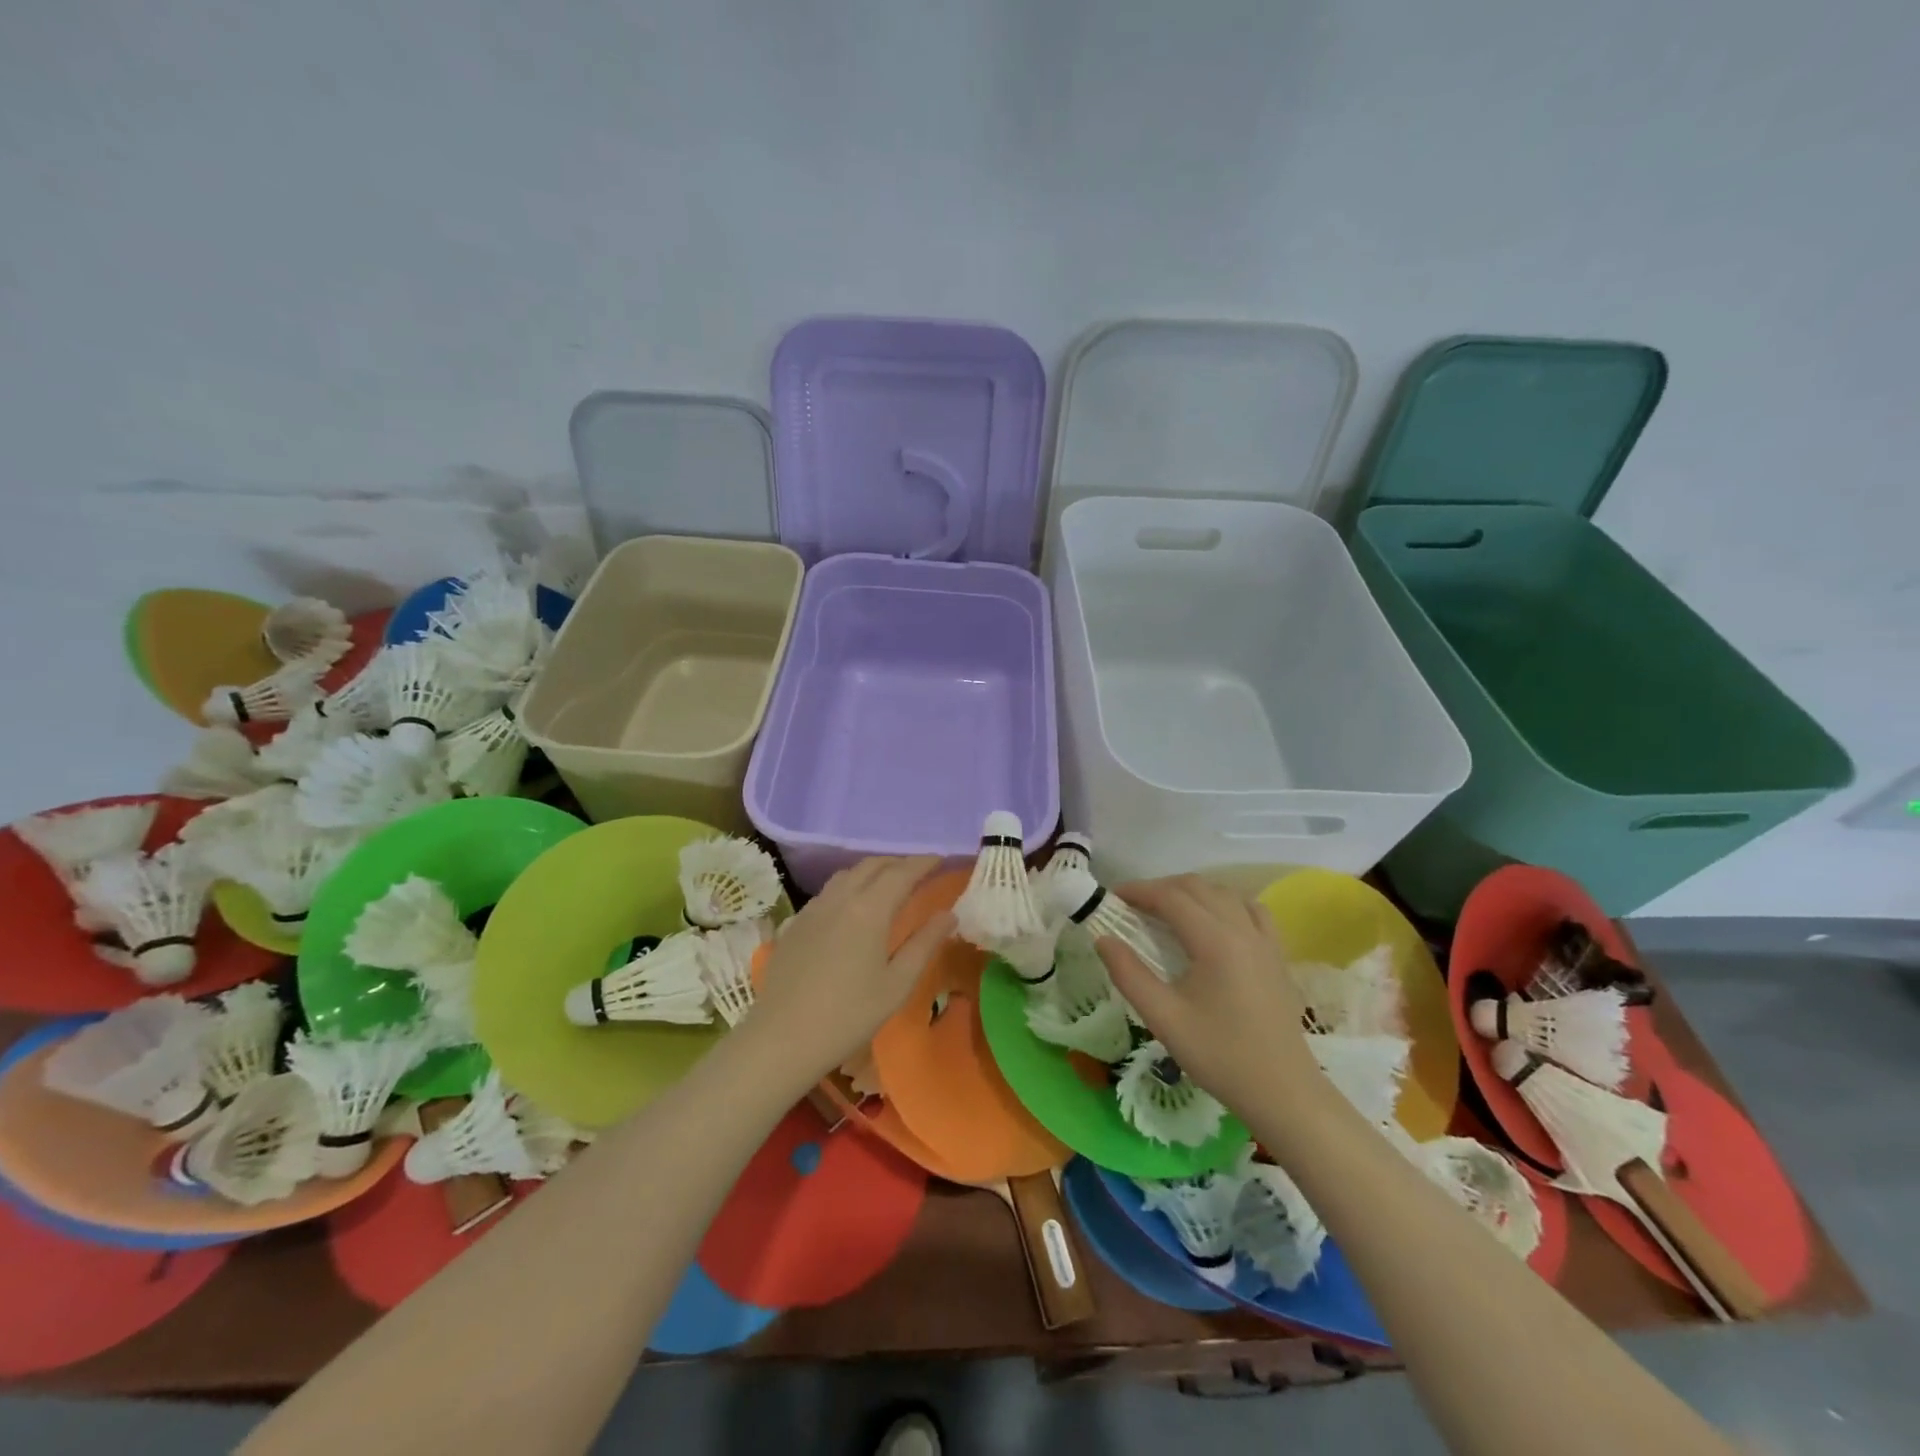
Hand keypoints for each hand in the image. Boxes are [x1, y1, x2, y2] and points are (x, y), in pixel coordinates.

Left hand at [747, 856, 952, 1086]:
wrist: (782, 1038)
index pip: (902, 872)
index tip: (942, 859)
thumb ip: (924, 944)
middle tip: (919, 871)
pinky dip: (849, 887)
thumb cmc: (849, 1015)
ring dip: (872, 871)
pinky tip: (852, 908)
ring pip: (846, 875)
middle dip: (898, 863)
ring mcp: (813, 908)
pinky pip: (827, 892)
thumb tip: (949, 914)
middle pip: (872, 866)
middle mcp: (840, 898)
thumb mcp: (897, 984)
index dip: (924, 862)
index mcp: (869, 909)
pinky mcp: (796, 923)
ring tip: (888, 884)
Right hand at [1095, 876, 1322, 1118]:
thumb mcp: (1164, 1019)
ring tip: (1167, 912)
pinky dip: (1224, 903)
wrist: (1283, 1092)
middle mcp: (1242, 929)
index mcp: (1215, 941)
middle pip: (1197, 887)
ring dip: (1191, 892)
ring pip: (1224, 893)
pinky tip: (1213, 922)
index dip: (1138, 891)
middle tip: (1132, 907)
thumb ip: (1129, 974)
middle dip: (1161, 888)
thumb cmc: (1220, 1056)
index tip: (1112, 898)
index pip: (1171, 897)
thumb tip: (1103, 938)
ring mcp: (1265, 940)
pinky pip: (1250, 910)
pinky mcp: (1276, 955)